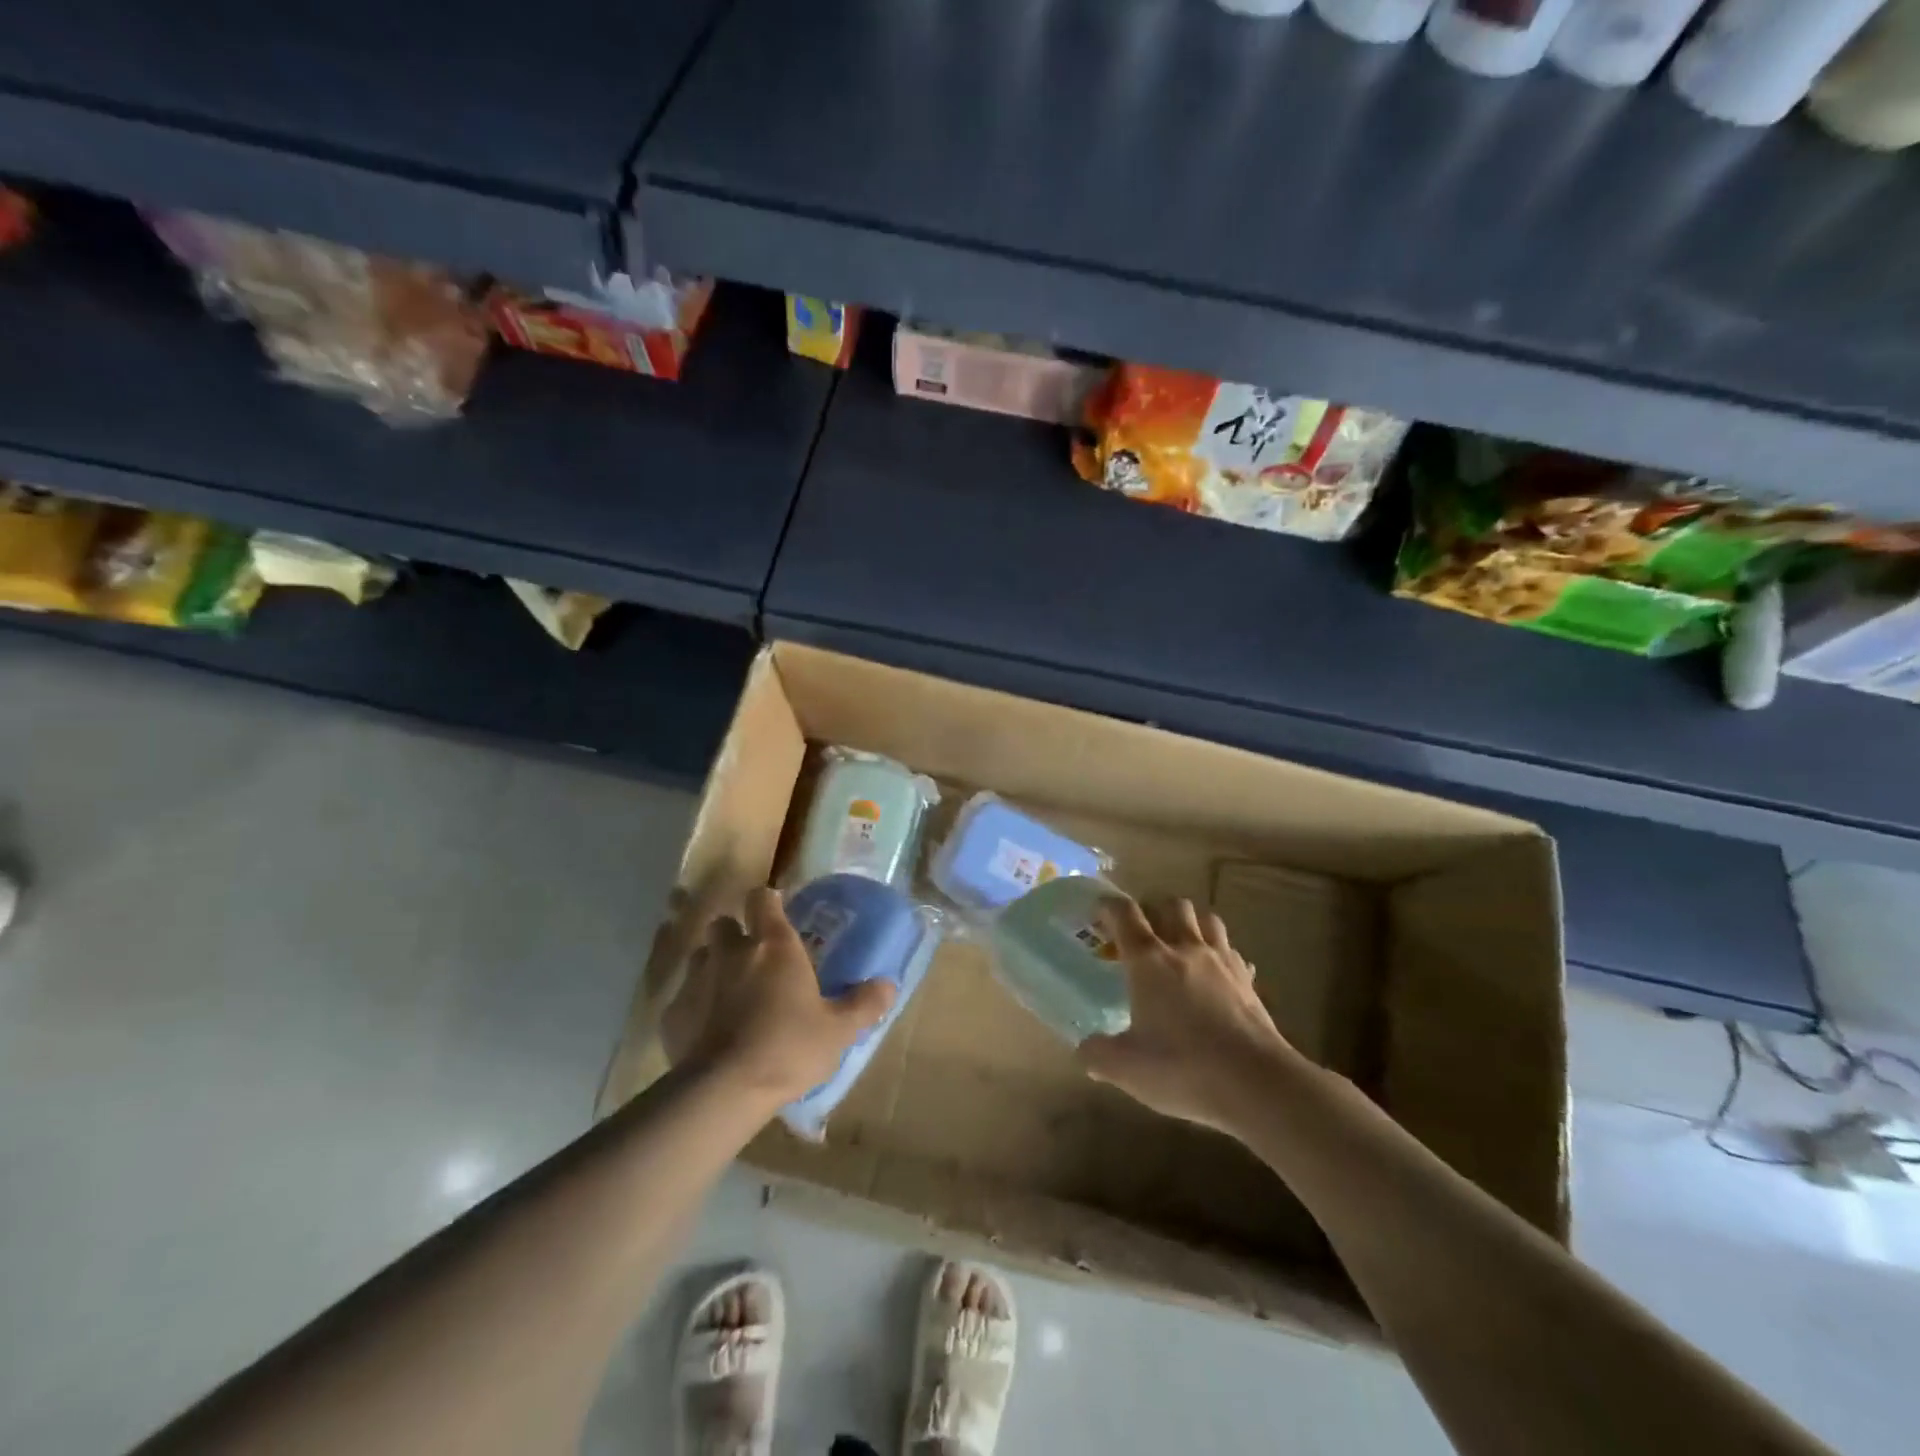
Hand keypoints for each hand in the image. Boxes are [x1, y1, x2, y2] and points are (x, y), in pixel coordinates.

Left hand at [659, 885, 895, 1107]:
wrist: (724, 1089)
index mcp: (773, 945)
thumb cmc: (788, 1047)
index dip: (768, 901)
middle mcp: (731, 951)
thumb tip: (889, 985)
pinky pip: (684, 997)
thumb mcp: (838, 1030)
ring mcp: (697, 978)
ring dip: (714, 966)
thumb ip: (864, 1004)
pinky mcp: (672, 1012)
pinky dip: (695, 1005)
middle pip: (724, 922)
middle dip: (735, 933)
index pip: (762, 898)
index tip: (776, 912)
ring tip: (729, 993)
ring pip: (701, 956)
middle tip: (752, 959)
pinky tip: (707, 1030)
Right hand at [1077, 897, 1299, 1133]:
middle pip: (1171, 905)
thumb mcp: (1127, 1068)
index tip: (1099, 912)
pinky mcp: (1248, 980)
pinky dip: (1220, 954)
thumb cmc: (1183, 1068)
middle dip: (1154, 909)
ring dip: (1191, 923)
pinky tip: (1216, 975)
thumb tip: (1084, 1049)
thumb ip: (1098, 1054)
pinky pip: (1232, 951)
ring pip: (1207, 919)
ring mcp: (1221, 961)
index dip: (1108, 906)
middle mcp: (1185, 948)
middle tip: (1142, 932)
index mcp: (1148, 960)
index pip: (1124, 914)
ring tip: (1181, 943)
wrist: (1256, 1083)